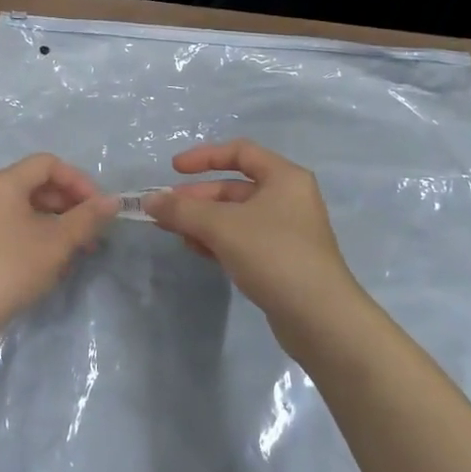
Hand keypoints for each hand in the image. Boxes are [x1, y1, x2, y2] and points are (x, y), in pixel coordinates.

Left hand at [0, 154, 118, 336]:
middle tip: (91, 232)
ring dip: (54, 226)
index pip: (48, 164)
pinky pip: (9, 230)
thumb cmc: (11, 268)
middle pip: (35, 186)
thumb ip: (87, 218)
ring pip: (24, 211)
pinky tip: (49, 267)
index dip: (78, 181)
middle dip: (69, 205)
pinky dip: (34, 239)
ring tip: (76, 253)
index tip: (99, 207)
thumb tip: (113, 201)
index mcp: (3, 183)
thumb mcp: (57, 242)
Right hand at [144, 140, 366, 351]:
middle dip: (198, 197)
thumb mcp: (222, 227)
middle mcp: (289, 198)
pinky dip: (219, 241)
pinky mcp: (282, 260)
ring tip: (176, 234)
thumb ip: (183, 210)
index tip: (174, 170)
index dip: (204, 157)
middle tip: (166, 211)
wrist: (320, 319)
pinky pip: (244, 239)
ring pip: (236, 216)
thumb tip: (150, 201)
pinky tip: (198, 251)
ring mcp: (287, 231)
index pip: (240, 152)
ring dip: (204, 221)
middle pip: (235, 187)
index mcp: (284, 177)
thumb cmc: (274, 255)